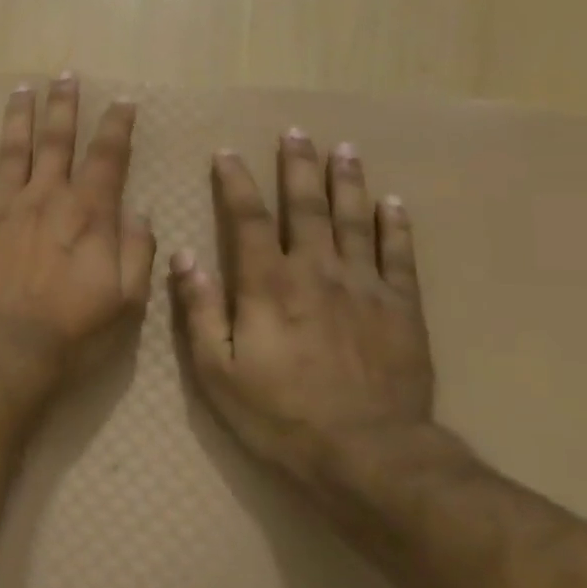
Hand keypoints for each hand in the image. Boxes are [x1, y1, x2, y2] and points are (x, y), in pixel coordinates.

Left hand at [0, 76, 155, 393]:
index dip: (116, 127)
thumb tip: (138, 212)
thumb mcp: (126, 299)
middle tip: (63, 76)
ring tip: (20, 91)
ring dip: (17, 120)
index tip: (122, 102)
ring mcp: (1, 210)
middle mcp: (43, 198)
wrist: (3, 349)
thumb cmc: (73, 330)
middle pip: (54, 141)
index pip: (106, 157)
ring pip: (10, 153)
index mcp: (86, 212)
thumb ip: (136, 251)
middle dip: (62, 106)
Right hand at [168, 129, 444, 484]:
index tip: (227, 153)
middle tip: (296, 132)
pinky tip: (393, 202)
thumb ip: (201, 309)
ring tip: (344, 150)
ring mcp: (365, 286)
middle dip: (297, 167)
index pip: (247, 219)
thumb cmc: (280, 415)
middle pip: (306, 207)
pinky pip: (400, 255)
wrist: (369, 455)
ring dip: (347, 182)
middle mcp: (317, 271)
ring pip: (355, 220)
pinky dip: (395, 225)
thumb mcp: (218, 370)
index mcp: (268, 285)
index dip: (235, 183)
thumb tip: (184, 256)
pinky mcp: (402, 308)